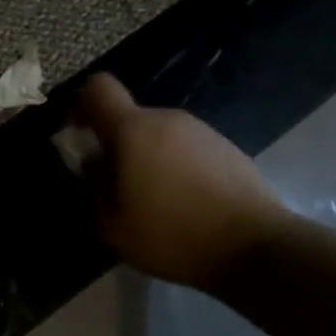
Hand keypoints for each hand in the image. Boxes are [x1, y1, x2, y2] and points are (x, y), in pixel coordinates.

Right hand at [72, 73, 286, 285]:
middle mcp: (167, 118)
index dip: (82, 102)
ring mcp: (201, 130)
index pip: (98, 87)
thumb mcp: (113, 225)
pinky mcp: (226, 147)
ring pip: (159, 134)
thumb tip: (92, 162)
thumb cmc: (174, 235)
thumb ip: (94, 186)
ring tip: (155, 200)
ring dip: (148, 156)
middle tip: (117, 185)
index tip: (79, 133)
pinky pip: (186, 147)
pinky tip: (186, 202)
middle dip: (117, 143)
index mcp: (134, 129)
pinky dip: (176, 166)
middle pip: (129, 117)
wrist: (256, 248)